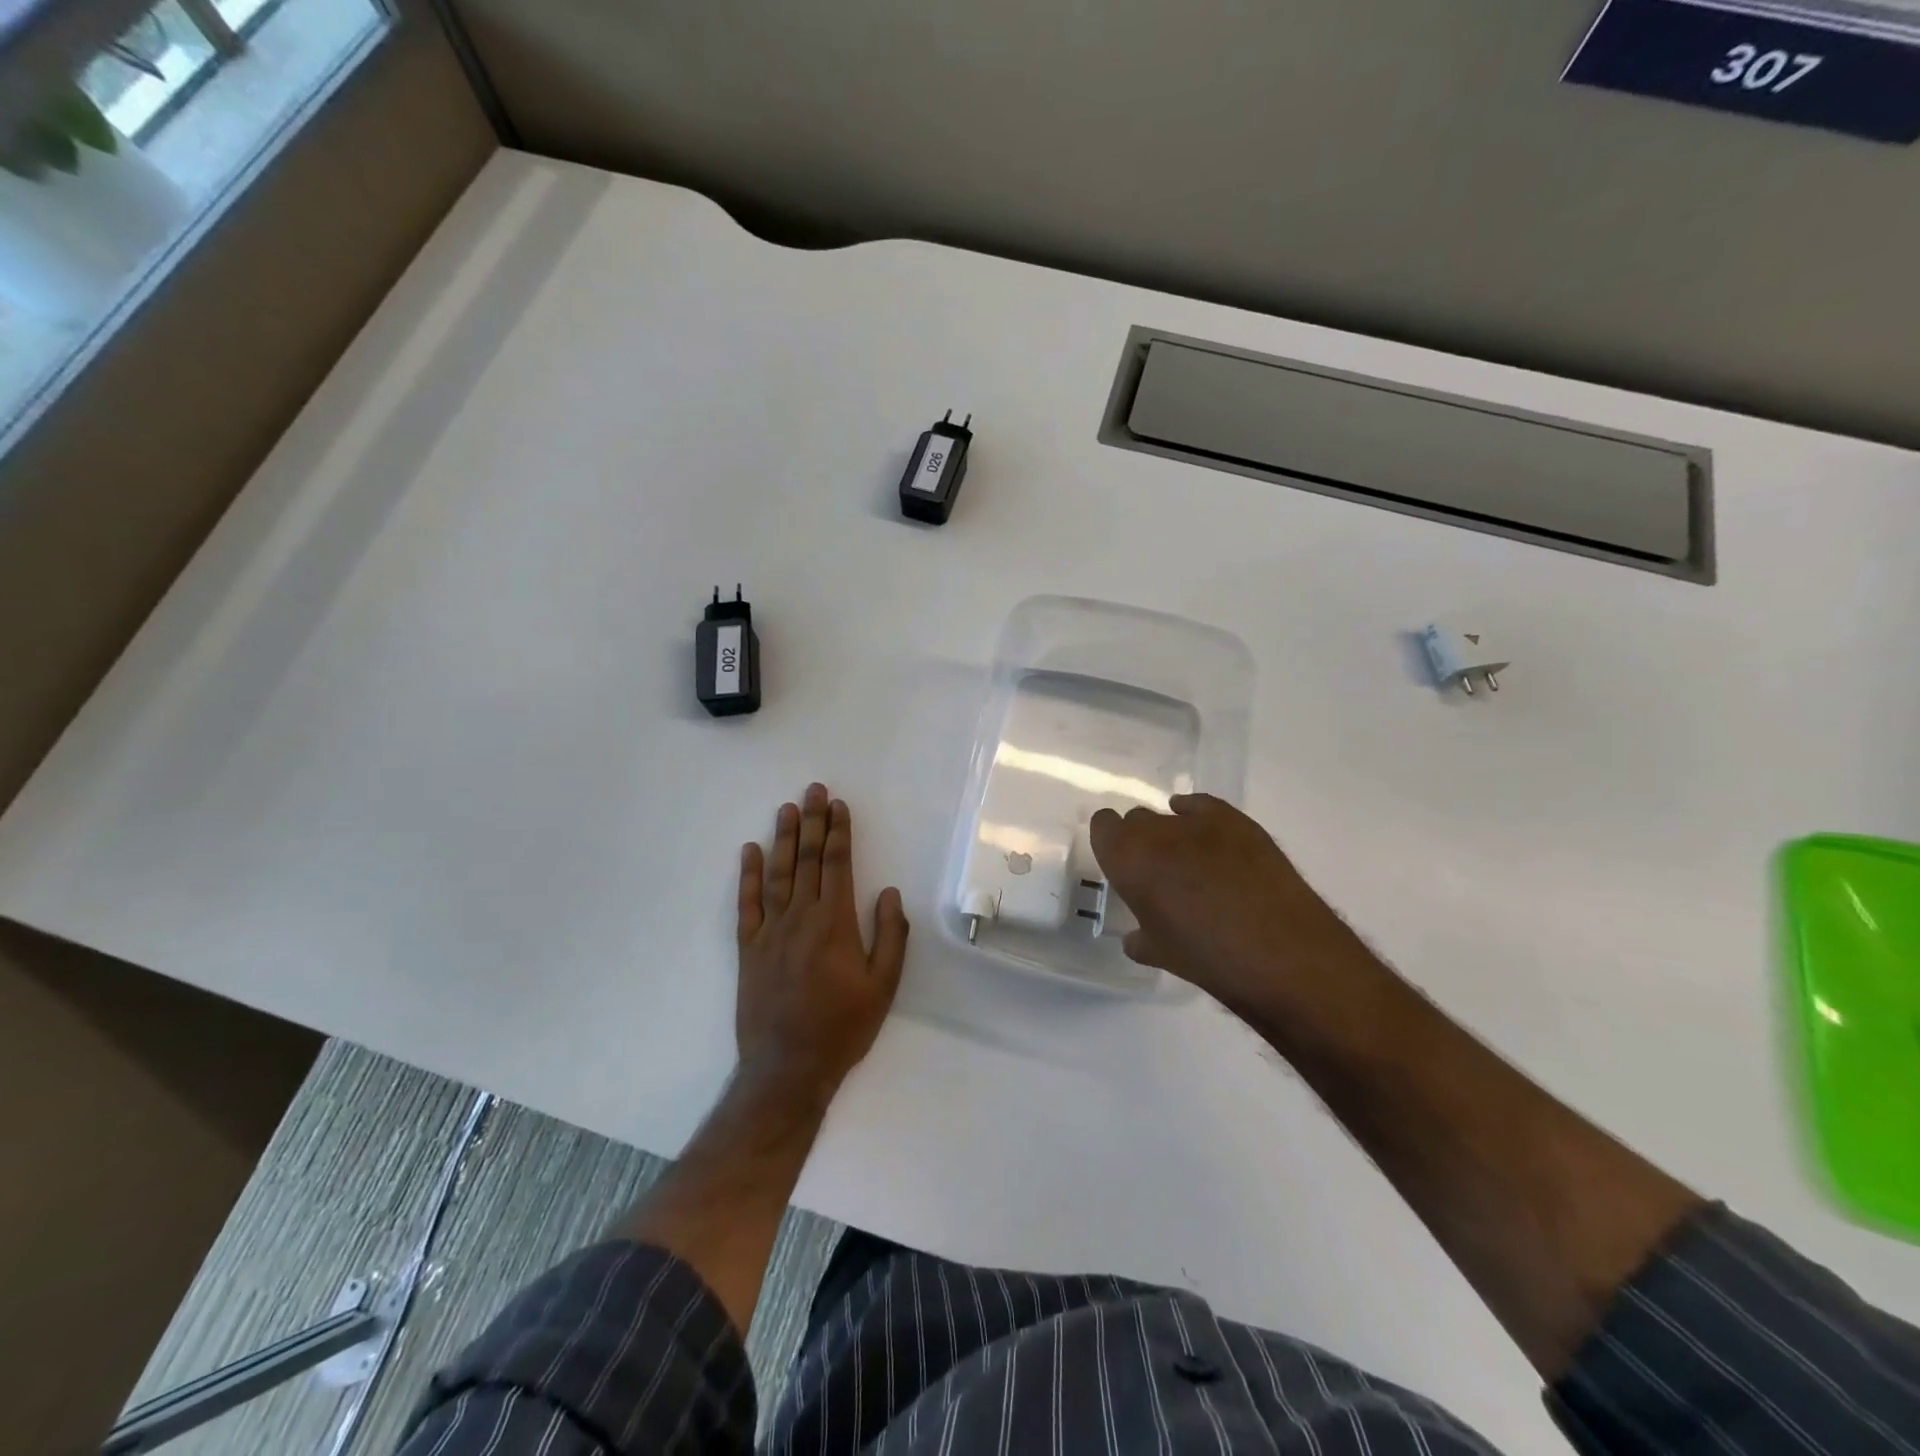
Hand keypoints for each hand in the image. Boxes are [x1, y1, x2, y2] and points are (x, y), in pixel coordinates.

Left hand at [735, 783, 907, 1099]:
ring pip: (778, 873)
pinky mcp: (748, 948)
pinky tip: (750, 851)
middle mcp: (801, 917)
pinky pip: (747, 904)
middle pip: (807, 860)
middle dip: (812, 822)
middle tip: (814, 789)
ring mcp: (770, 931)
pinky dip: (748, 875)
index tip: (839, 806)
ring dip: (783, 838)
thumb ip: (890, 936)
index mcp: (835, 923)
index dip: (838, 832)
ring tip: (787, 808)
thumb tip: (887, 892)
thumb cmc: (842, 1026)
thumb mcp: (884, 986)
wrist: (787, 1067)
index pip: (837, 865)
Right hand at [1088, 793, 1363, 1013]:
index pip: (1103, 826)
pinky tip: (1207, 836)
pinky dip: (1199, 816)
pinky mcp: (1236, 820)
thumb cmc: (1207, 958)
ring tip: (1191, 864)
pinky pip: (1204, 806)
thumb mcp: (1162, 954)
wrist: (1281, 953)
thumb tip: (1136, 938)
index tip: (1121, 865)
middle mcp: (1155, 831)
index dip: (1111, 843)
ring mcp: (1198, 821)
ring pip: (1170, 814)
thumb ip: (1141, 939)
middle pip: (1136, 819)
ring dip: (1173, 834)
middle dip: (1142, 840)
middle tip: (1157, 872)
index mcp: (1126, 859)